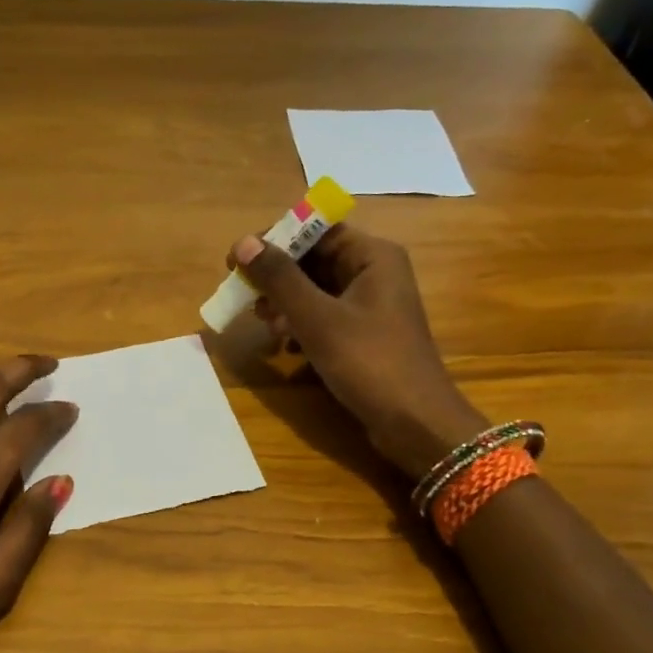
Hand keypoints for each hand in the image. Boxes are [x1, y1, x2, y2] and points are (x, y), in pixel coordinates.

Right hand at [230, 224, 486, 476]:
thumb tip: (243, 242)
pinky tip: (284, 346)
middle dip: (277, 277)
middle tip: (245, 297)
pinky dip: (301, 325)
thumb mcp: (318, 319)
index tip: (237, 260)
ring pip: (316, 290)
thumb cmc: (369, 362)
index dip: (275, 240)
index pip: (316, 229)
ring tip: (263, 325)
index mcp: (373, 256)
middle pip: (314, 259)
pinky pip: (324, 317)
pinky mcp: (364, 335)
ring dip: (285, 303)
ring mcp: (371, 306)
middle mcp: (374, 273)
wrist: (415, 424)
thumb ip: (280, 279)